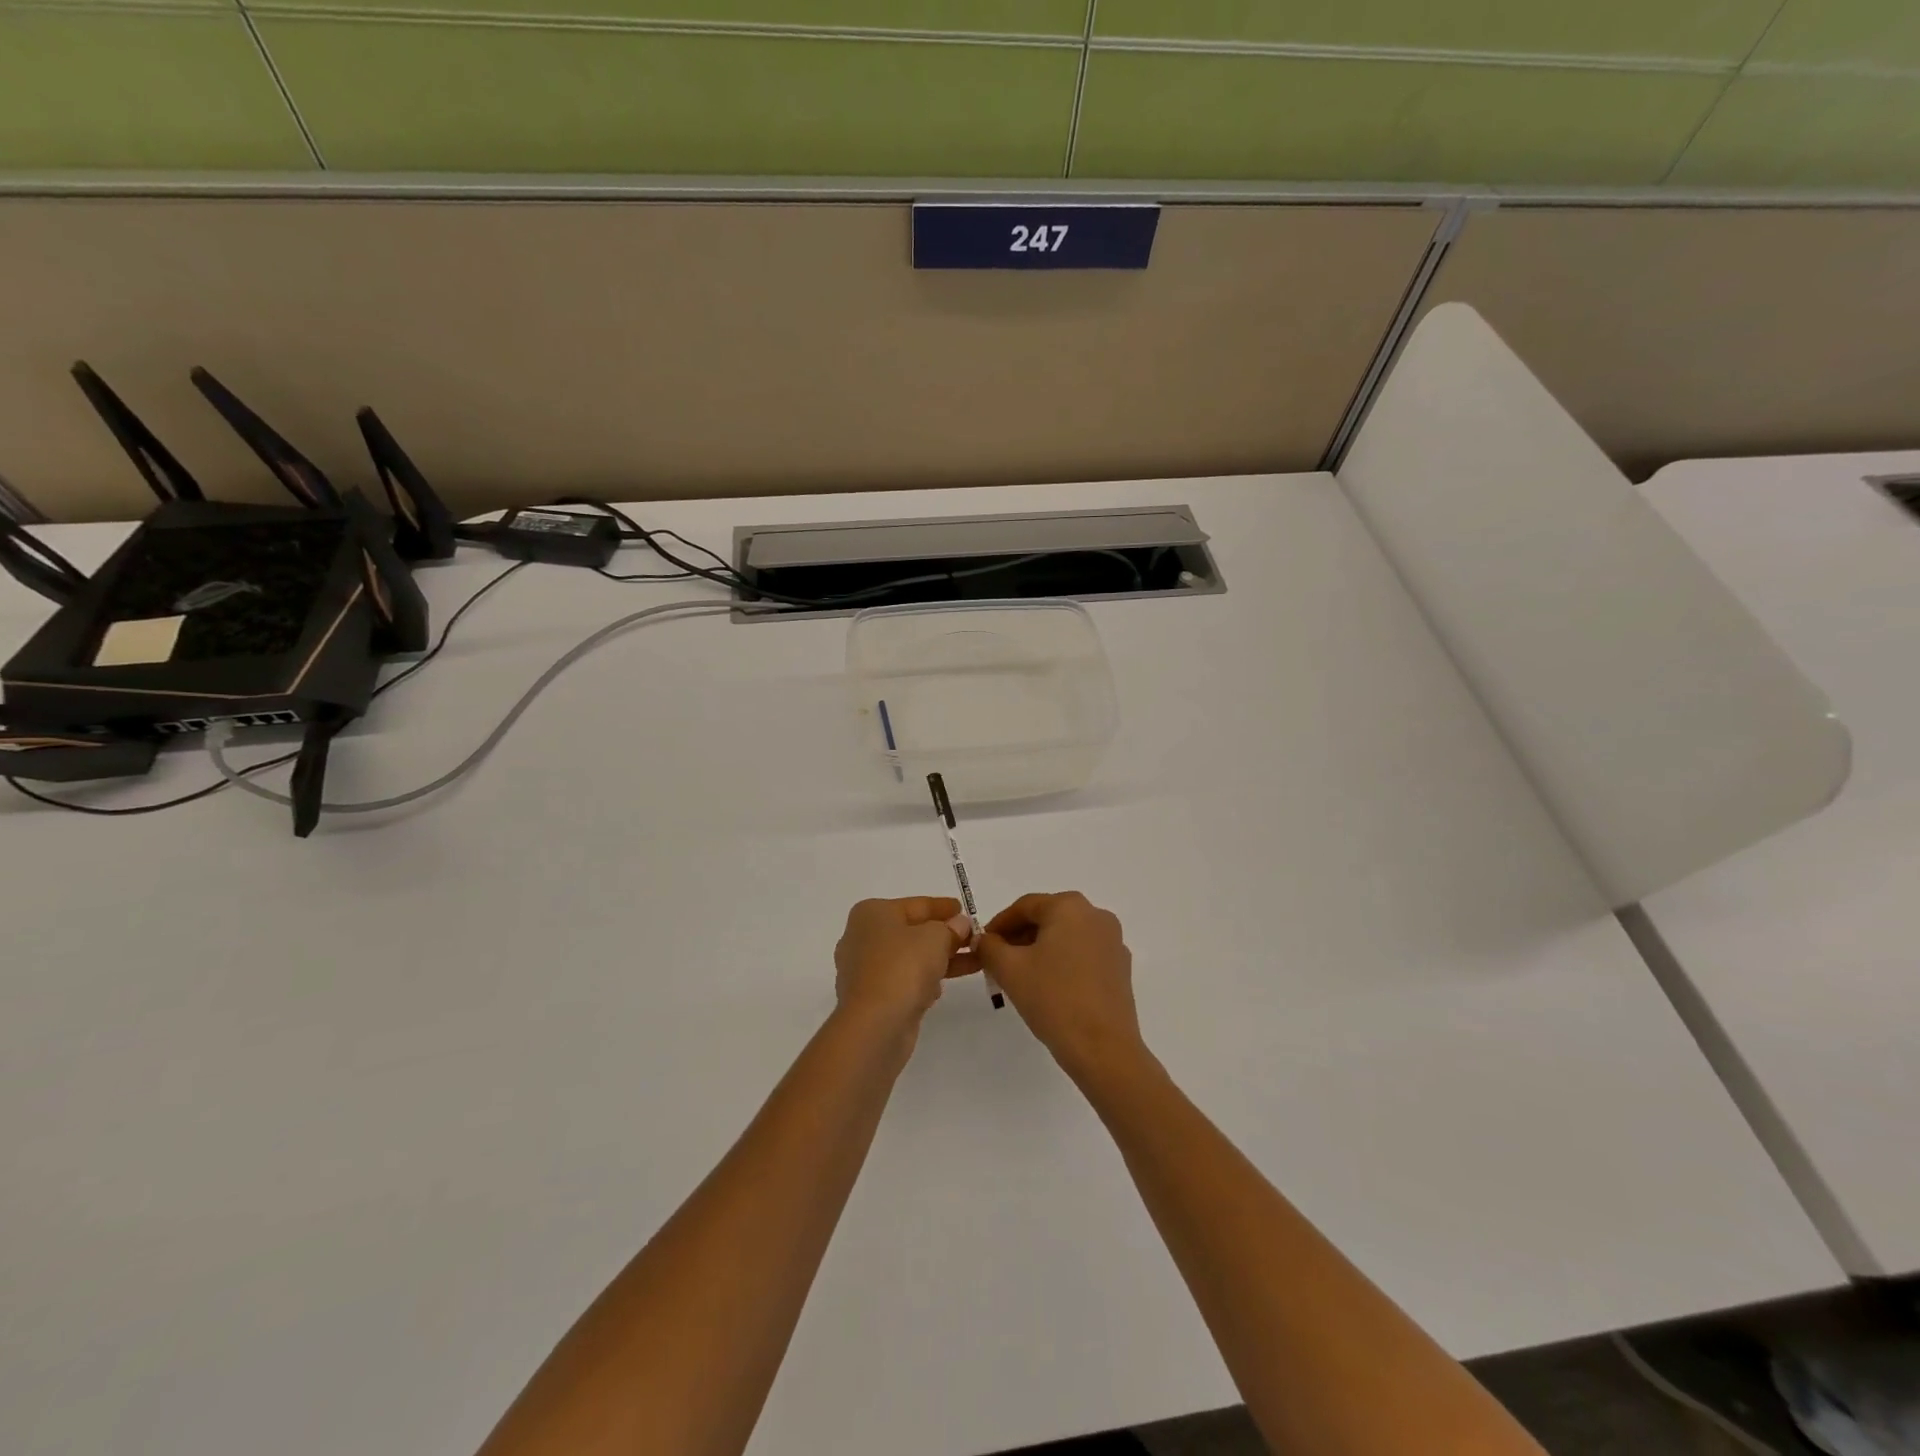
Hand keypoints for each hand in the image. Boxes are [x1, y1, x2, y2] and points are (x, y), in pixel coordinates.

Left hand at [833, 897, 975, 1043]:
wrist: (875, 1025)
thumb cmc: (903, 967)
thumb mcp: (935, 938)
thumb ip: (951, 927)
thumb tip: (960, 924)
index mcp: (872, 914)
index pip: (915, 905)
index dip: (943, 907)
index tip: (965, 910)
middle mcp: (862, 938)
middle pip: (911, 931)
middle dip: (944, 935)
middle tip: (973, 938)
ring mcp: (864, 970)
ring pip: (909, 958)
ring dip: (939, 960)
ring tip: (972, 962)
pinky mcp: (870, 999)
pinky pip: (903, 982)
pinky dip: (922, 982)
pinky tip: (941, 989)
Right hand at [978, 892, 1145, 1084]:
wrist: (1102, 1048)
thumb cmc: (1053, 999)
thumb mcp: (1009, 969)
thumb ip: (989, 947)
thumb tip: (984, 940)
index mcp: (1070, 907)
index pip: (1025, 906)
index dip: (999, 924)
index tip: (982, 944)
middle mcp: (1096, 915)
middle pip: (1047, 918)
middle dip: (1019, 937)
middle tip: (996, 961)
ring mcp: (1113, 941)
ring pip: (1066, 936)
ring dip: (1040, 950)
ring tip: (1019, 976)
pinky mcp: (1120, 967)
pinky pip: (1083, 954)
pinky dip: (1062, 962)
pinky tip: (1048, 986)